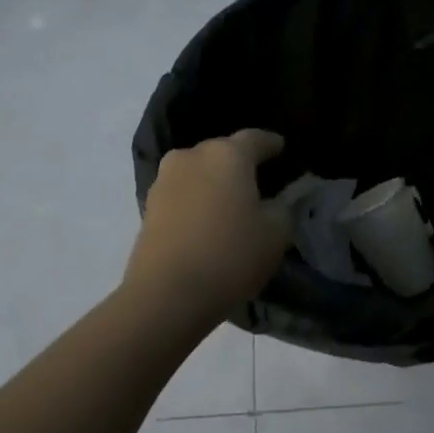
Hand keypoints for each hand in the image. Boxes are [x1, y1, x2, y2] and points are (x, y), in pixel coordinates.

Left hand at [124, 130, 293, 320]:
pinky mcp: (148, 206)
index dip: (272, 144)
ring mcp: (165, 180)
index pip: (256, 138)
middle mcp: (192, 156)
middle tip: (258, 181)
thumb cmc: (230, 255)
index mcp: (227, 154)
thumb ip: (284, 207)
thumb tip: (276, 200)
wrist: (167, 294)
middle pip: (223, 152)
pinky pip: (182, 193)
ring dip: (215, 182)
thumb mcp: (276, 233)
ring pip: (199, 172)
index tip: (282, 149)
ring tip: (231, 202)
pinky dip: (197, 200)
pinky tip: (207, 219)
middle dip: (240, 163)